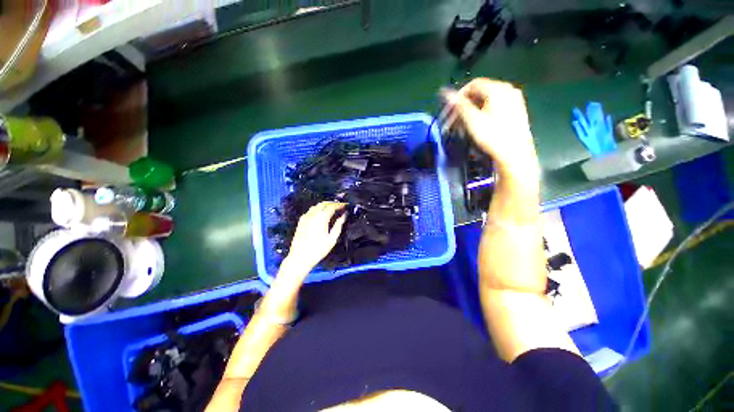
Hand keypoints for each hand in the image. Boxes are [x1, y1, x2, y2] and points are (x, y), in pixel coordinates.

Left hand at [284, 202, 346, 270]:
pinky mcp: (301, 221)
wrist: (300, 258)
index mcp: (321, 218)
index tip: (346, 205)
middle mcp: (313, 215)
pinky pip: (311, 210)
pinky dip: (318, 209)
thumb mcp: (332, 239)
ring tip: (332, 209)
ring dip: (325, 205)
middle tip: (340, 206)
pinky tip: (321, 214)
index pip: (332, 206)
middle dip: (333, 203)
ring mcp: (306, 217)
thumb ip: (338, 225)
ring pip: (317, 205)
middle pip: (324, 203)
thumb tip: (344, 216)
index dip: (340, 205)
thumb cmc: (317, 250)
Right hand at [441, 78, 539, 181]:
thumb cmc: (492, 136)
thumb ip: (459, 105)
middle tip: (455, 119)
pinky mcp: (516, 111)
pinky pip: (495, 106)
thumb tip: (445, 93)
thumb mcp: (472, 120)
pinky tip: (478, 125)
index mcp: (498, 89)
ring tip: (464, 125)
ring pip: (487, 101)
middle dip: (465, 105)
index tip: (450, 109)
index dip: (459, 95)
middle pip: (480, 92)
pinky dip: (483, 113)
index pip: (473, 84)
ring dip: (473, 110)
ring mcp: (514, 100)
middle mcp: (508, 90)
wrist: (514, 153)